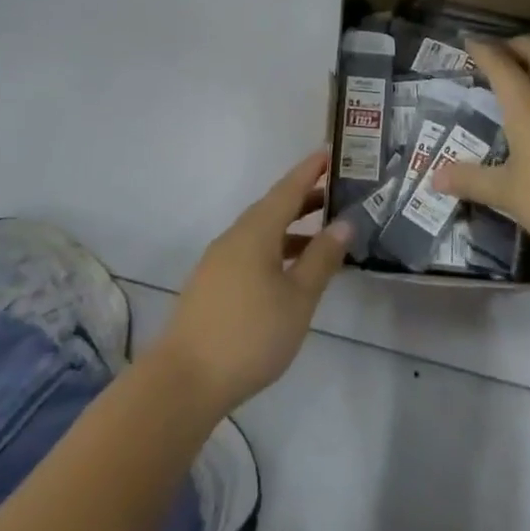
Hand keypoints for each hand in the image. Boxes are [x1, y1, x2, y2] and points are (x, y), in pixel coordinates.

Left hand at [154, 150, 350, 417]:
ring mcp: (220, 260)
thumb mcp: (298, 298)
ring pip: (261, 231)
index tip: (330, 151)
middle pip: (273, 207)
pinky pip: (251, 251)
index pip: (288, 189)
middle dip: (305, 197)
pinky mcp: (213, 284)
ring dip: (291, 227)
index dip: (310, 170)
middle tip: (337, 192)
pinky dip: (276, 248)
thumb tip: (344, 223)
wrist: (185, 379)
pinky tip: (290, 271)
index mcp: (255, 232)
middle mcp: (235, 237)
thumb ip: (322, 259)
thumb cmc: (250, 334)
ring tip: (323, 233)